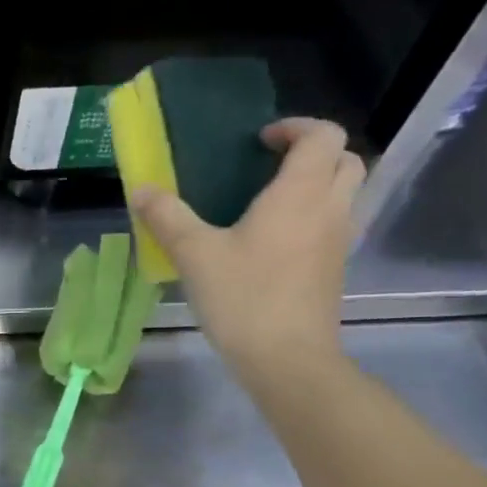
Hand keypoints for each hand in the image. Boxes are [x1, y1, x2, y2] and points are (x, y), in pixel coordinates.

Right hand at [131, 117, 365, 390]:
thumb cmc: (244, 298)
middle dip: (313, 153)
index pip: (321, 135)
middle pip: (345, 159)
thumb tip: (141, 189)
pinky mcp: (334, 270)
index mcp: (300, 193)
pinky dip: (315, 217)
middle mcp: (330, 208)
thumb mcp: (195, 255)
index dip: (296, 127)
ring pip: (346, 193)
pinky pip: (335, 225)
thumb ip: (167, 217)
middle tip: (272, 166)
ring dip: (320, 184)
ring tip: (274, 202)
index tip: (261, 141)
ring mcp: (338, 241)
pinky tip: (277, 241)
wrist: (287, 358)